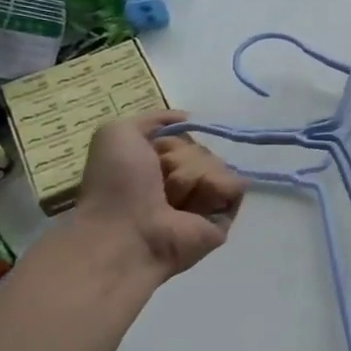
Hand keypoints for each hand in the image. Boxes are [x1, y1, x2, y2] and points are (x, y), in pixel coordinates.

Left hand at [75, 111, 244, 278]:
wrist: (125, 231)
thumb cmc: (115, 185)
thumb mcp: (117, 133)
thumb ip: (153, 118)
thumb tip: (191, 119)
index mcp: (157, 165)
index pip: (184, 136)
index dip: (170, 141)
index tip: (152, 153)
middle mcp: (182, 181)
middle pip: (203, 149)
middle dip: (181, 159)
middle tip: (159, 182)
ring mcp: (205, 200)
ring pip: (219, 164)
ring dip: (192, 176)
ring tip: (172, 200)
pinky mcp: (224, 217)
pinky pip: (235, 185)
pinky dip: (214, 188)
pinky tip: (193, 206)